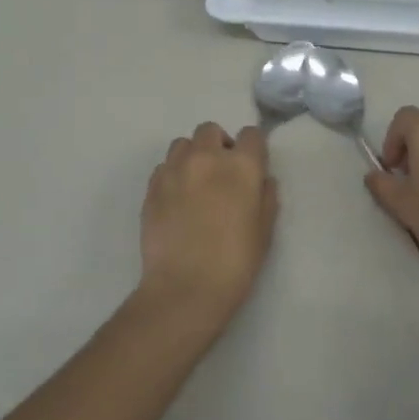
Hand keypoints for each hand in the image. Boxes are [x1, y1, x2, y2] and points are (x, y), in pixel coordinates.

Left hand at [139, 122, 276, 323]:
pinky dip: (172, 174)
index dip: (253, 148)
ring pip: (183, 144)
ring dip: (192, 155)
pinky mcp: (152, 187)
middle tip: (222, 174)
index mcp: (241, 166)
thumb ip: (266, 197)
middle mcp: (206, 158)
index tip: (252, 166)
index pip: (251, 134)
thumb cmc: (235, 263)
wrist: (185, 289)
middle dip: (218, 145)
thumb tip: (262, 179)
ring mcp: (174, 170)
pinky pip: (163, 167)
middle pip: (211, 130)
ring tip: (195, 183)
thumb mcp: (265, 231)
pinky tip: (176, 200)